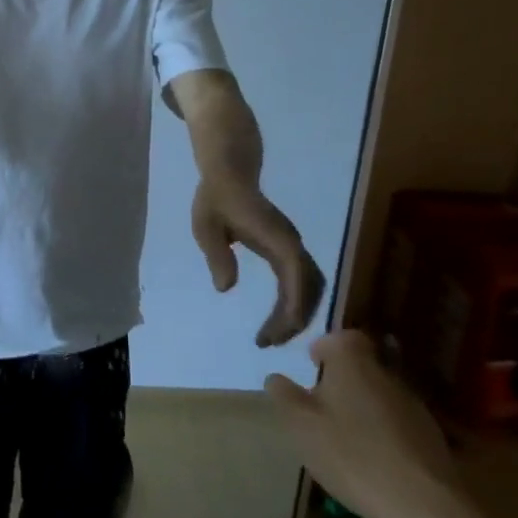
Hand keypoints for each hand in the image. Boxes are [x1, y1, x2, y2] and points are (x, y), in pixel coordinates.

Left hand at [191, 178, 326, 345]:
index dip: (291, 309)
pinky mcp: (287, 249)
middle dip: (296, 319)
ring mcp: (292, 246)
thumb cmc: (215, 199)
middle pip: (310, 288)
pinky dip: (294, 303)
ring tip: (272, 336)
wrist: (229, 174)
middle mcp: (292, 244)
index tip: (275, 333)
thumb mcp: (206, 226)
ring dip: (298, 313)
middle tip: (269, 342)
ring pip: (311, 287)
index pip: (296, 278)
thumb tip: (225, 288)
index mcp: (277, 239)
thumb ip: (217, 255)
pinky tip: (277, 318)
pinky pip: (300, 281)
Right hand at [265, 331, 477, 517]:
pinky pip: (398, 422)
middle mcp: (386, 373)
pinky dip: (384, 431)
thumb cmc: (351, 454)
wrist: (425, 506)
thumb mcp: (300, 424)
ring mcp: (413, 405)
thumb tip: (276, 378)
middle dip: (342, 379)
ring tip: (346, 436)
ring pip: (380, 394)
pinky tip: (373, 459)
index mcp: (353, 362)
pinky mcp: (432, 437)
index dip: (324, 348)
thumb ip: (283, 395)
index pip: (340, 337)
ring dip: (363, 407)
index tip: (313, 366)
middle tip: (322, 405)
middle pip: (362, 365)